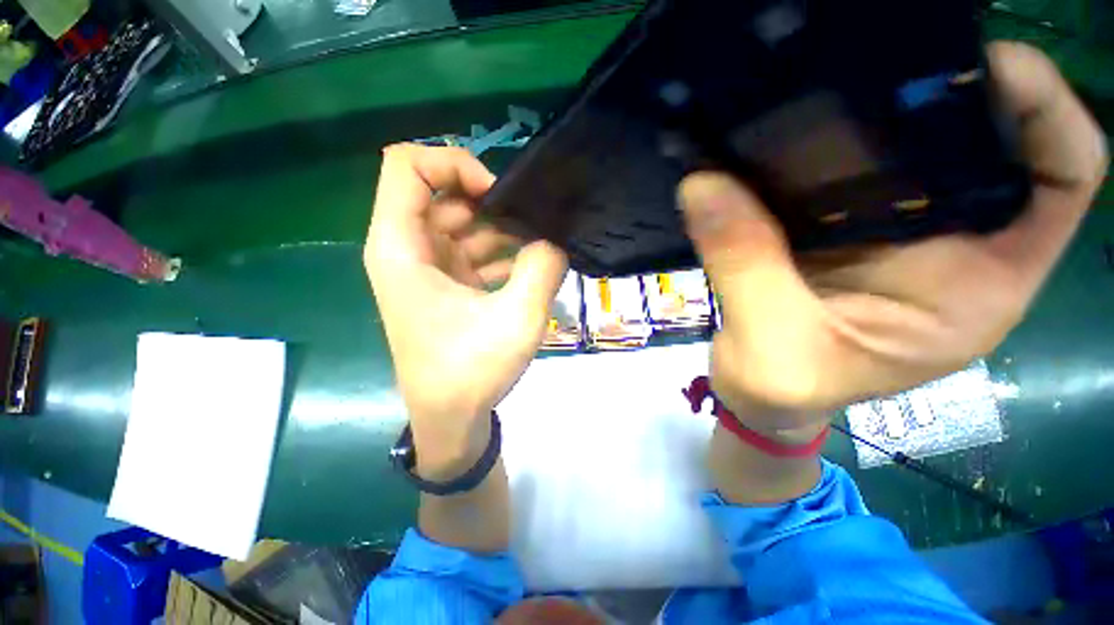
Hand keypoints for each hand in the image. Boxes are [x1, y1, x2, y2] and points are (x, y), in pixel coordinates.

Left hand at [365, 145, 566, 475]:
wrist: (451, 419)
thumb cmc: (471, 372)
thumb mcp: (517, 319)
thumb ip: (542, 268)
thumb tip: (555, 239)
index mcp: (401, 248)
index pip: (407, 165)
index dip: (454, 164)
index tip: (497, 196)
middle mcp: (406, 249)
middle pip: (442, 193)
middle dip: (491, 203)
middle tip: (532, 223)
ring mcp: (427, 268)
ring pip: (462, 223)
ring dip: (502, 231)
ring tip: (540, 247)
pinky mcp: (446, 284)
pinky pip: (472, 250)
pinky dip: (501, 253)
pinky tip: (530, 269)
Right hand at [679, 42, 1107, 433]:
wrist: (760, 397)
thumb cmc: (783, 390)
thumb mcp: (769, 344)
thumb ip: (744, 266)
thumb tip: (703, 185)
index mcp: (976, 285)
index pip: (1058, 178)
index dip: (1043, 110)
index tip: (984, 64)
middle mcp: (952, 245)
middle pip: (981, 142)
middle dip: (938, 94)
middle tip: (870, 61)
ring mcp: (892, 234)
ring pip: (902, 152)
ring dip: (863, 118)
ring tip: (815, 88)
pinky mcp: (840, 232)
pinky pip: (836, 176)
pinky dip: (810, 153)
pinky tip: (776, 140)